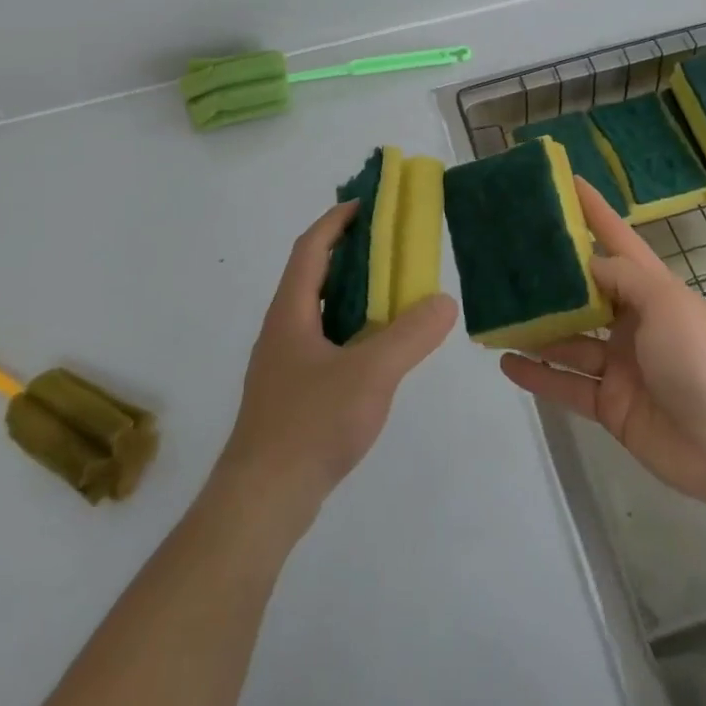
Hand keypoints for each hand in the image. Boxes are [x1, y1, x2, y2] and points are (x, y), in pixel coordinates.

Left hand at [220, 202, 457, 517]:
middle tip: (389, 246)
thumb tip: (443, 301)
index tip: (366, 204)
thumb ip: (410, 336)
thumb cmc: (310, 424)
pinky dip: (349, 330)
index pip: (311, 248)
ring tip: (390, 294)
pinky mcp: (290, 394)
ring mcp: (283, 364)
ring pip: (317, 312)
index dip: (336, 221)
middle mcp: (281, 329)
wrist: (262, 501)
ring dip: (349, 294)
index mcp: (291, 312)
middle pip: (313, 275)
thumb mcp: (370, 374)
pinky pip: (322, 343)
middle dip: (348, 254)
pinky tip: (375, 353)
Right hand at [501, 179, 705, 511]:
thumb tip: (585, 263)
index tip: (564, 181)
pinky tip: (505, 362)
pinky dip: (538, 375)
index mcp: (652, 290)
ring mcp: (619, 364)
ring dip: (536, 328)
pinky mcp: (609, 403)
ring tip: (495, 311)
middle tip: (505, 254)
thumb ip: (622, 278)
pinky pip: (566, 384)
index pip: (616, 240)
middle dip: (549, 276)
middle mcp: (632, 322)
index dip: (593, 210)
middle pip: (583, 292)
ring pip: (567, 338)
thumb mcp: (667, 304)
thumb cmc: (702, 362)